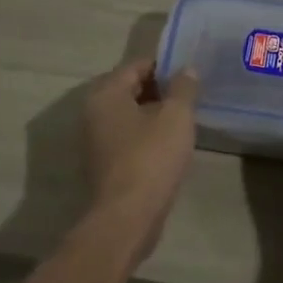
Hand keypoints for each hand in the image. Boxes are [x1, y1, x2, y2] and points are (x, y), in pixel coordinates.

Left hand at [82, 57, 199, 260]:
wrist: (127, 217)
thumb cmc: (151, 157)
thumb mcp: (176, 116)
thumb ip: (183, 88)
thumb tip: (187, 69)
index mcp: (106, 94)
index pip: (135, 66)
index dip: (164, 65)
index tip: (189, 72)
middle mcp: (93, 113)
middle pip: (129, 89)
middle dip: (159, 89)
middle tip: (189, 94)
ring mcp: (95, 141)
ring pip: (128, 115)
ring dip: (153, 114)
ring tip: (184, 118)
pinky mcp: (104, 164)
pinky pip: (127, 138)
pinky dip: (146, 135)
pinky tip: (169, 144)